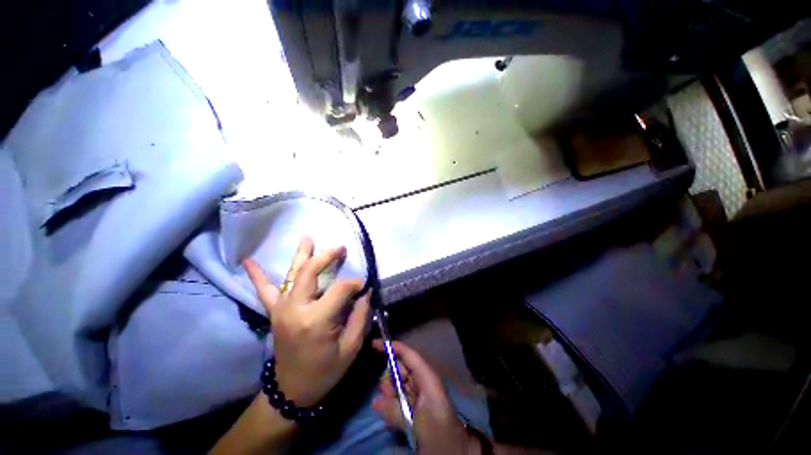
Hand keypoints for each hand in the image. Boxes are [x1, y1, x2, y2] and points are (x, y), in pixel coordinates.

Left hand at [244, 235, 370, 406]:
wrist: (291, 391)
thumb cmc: (325, 371)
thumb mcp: (351, 347)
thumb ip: (360, 316)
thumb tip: (364, 292)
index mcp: (316, 320)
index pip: (340, 289)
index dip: (355, 284)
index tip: (363, 286)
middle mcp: (295, 309)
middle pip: (310, 273)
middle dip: (327, 256)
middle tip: (340, 247)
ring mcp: (281, 309)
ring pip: (291, 275)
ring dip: (301, 255)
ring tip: (307, 237)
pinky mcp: (275, 313)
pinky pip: (264, 292)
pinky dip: (257, 275)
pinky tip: (248, 261)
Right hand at [372, 340, 480, 454]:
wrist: (454, 452)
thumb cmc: (440, 433)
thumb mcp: (419, 423)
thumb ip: (396, 411)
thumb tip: (375, 402)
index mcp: (426, 377)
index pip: (408, 354)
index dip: (392, 347)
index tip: (373, 344)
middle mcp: (421, 381)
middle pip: (399, 368)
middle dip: (389, 378)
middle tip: (387, 395)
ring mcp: (417, 394)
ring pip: (396, 384)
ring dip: (389, 395)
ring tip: (390, 410)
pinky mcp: (413, 406)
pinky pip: (397, 399)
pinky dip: (391, 406)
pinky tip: (391, 418)